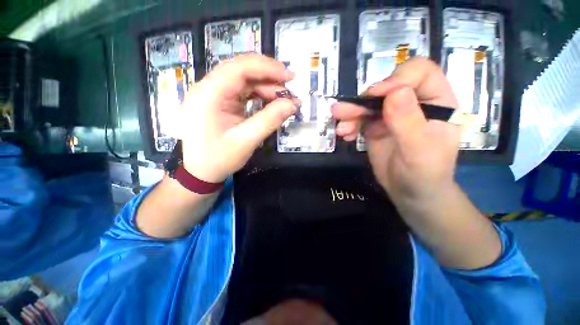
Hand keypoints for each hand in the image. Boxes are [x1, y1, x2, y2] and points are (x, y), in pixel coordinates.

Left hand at [179, 54, 296, 182]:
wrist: (199, 173)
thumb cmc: (218, 159)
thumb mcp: (246, 141)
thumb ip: (269, 120)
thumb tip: (293, 104)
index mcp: (209, 94)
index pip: (240, 67)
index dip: (268, 68)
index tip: (290, 77)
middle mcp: (208, 88)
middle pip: (242, 71)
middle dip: (269, 78)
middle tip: (290, 92)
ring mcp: (213, 94)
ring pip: (244, 81)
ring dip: (266, 88)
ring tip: (284, 100)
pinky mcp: (219, 102)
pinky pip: (242, 92)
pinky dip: (259, 96)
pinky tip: (271, 103)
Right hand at [331, 57, 460, 202]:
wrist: (410, 192)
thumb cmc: (424, 174)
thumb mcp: (419, 150)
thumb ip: (408, 122)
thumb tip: (394, 91)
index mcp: (436, 102)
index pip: (420, 73)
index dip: (397, 78)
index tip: (376, 95)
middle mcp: (413, 103)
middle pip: (387, 88)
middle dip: (364, 100)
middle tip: (343, 111)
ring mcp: (392, 115)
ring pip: (369, 104)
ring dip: (351, 113)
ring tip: (340, 127)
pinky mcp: (376, 127)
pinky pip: (360, 120)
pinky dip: (350, 125)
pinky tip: (345, 135)